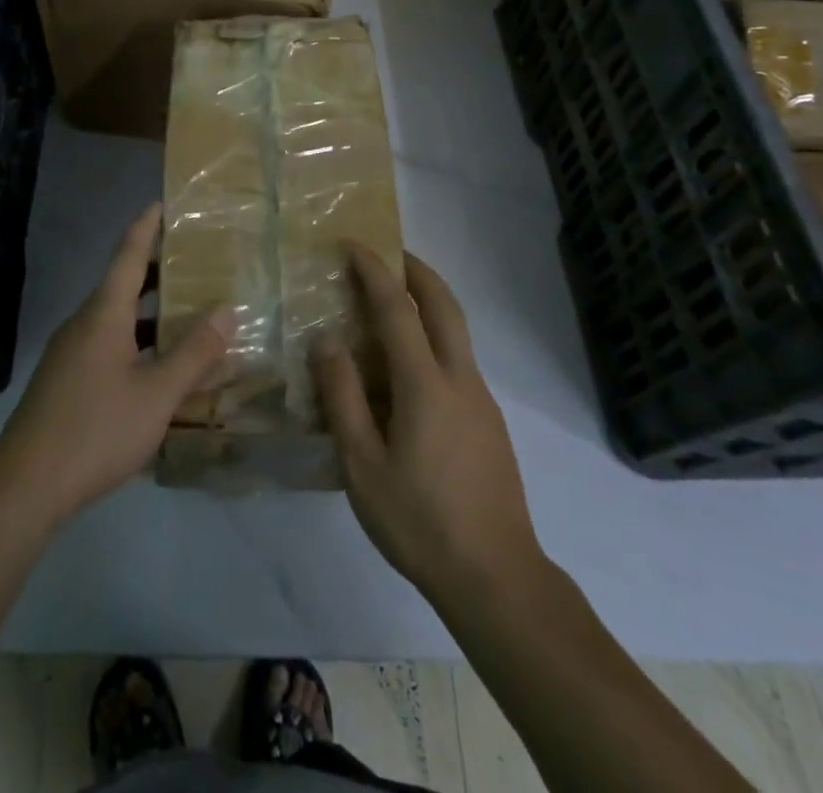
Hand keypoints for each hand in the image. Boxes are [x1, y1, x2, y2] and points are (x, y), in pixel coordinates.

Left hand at [0, 203, 231, 526]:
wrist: (25, 485)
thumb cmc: (96, 429)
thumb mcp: (157, 394)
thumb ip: (195, 353)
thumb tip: (227, 309)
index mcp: (104, 314)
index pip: (128, 254)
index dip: (146, 226)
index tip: (163, 203)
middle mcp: (85, 323)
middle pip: (123, 283)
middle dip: (158, 270)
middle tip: (196, 262)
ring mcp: (71, 352)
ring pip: (117, 318)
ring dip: (151, 311)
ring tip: (188, 314)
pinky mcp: (66, 380)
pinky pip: (108, 344)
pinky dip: (137, 340)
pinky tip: (159, 367)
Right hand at [312, 248, 545, 609]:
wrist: (496, 577)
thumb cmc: (419, 521)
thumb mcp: (362, 465)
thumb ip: (342, 397)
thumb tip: (326, 340)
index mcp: (426, 384)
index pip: (397, 308)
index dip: (373, 271)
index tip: (351, 245)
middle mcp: (460, 378)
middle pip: (444, 303)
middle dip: (416, 269)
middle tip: (387, 252)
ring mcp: (481, 398)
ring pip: (457, 329)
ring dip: (429, 300)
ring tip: (393, 300)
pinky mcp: (489, 420)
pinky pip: (458, 358)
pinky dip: (434, 335)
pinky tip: (408, 368)